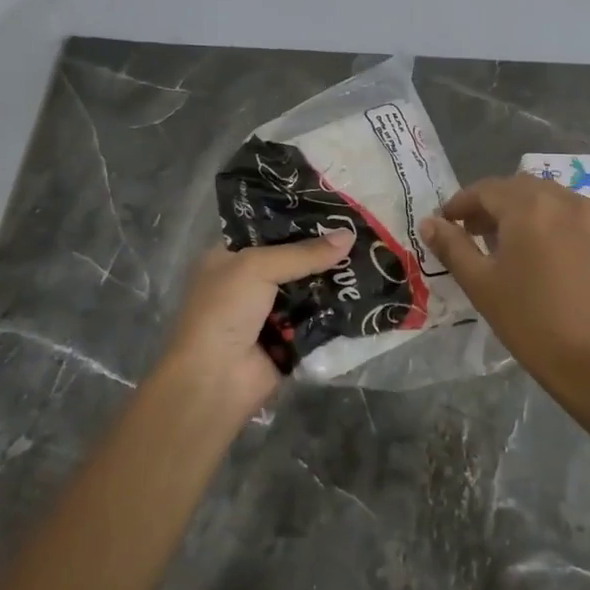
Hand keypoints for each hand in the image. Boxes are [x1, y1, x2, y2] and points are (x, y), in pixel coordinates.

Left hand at [161, 231, 355, 415]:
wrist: (215, 379)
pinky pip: (318, 320)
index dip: (300, 221)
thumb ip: (303, 253)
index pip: (269, 231)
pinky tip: (367, 294)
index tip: (337, 210)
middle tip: (363, 235)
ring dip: (334, 281)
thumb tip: (349, 235)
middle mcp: (248, 283)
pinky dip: (337, 311)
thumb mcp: (257, 268)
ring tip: (373, 259)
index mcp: (229, 258)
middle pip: (294, 260)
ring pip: (309, 290)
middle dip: (324, 252)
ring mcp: (269, 313)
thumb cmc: (224, 311)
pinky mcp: (289, 340)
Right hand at [421, 176, 589, 412]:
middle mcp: (563, 200)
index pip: (486, 190)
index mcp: (528, 207)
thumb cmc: (528, 320)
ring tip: (510, 241)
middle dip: (492, 203)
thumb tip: (428, 222)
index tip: (446, 222)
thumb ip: (452, 246)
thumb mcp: (480, 282)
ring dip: (524, 209)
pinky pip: (575, 215)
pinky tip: (546, 251)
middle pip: (519, 188)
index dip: (461, 203)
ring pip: (549, 197)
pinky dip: (553, 221)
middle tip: (474, 231)